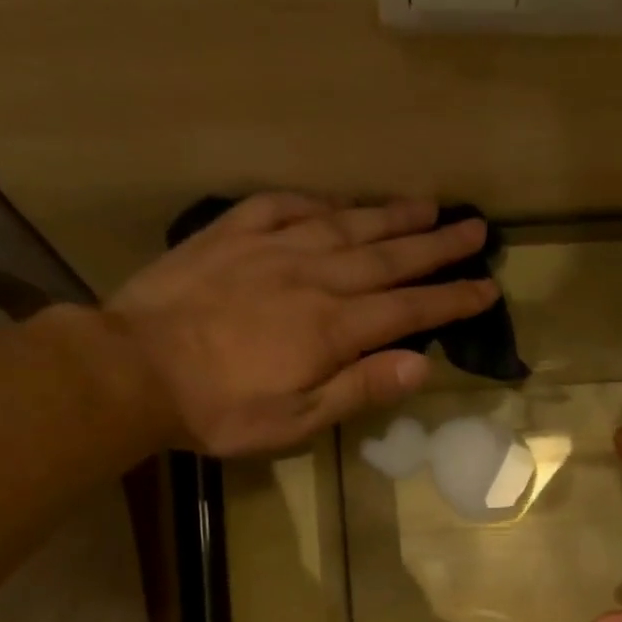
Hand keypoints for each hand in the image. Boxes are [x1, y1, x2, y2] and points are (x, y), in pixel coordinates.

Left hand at [103, 192, 497, 456]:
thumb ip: (360, 388)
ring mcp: (271, 248)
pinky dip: (318, 201)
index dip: (451, 298)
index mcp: (333, 327)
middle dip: (436, 245)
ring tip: (428, 204)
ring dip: (391, 215)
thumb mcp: (297, 420)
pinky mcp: (231, 235)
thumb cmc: (221, 409)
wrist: (135, 368)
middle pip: (387, 256)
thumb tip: (421, 365)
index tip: (487, 287)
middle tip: (475, 227)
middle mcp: (313, 276)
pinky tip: (336, 201)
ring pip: (345, 224)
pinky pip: (284, 205)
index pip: (408, 309)